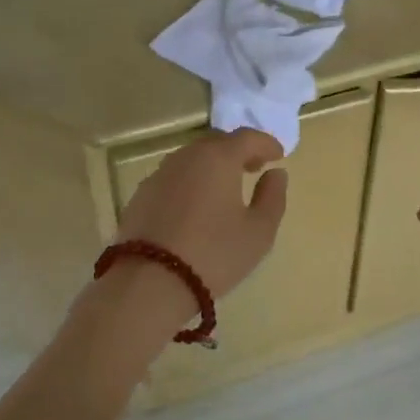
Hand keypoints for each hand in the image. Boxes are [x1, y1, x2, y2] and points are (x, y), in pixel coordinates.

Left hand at [115, 128, 288, 299]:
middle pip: (217, 142)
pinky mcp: (141, 194)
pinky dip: (190, 182)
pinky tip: (195, 205)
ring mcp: (160, 174)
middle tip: (253, 167)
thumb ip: (273, 197)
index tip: (278, 154)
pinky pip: (174, 177)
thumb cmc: (213, 254)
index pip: (247, 137)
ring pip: (192, 158)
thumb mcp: (258, 232)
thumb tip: (276, 174)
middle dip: (238, 151)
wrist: (148, 282)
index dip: (266, 143)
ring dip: (212, 165)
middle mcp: (187, 156)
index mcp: (218, 158)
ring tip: (225, 187)